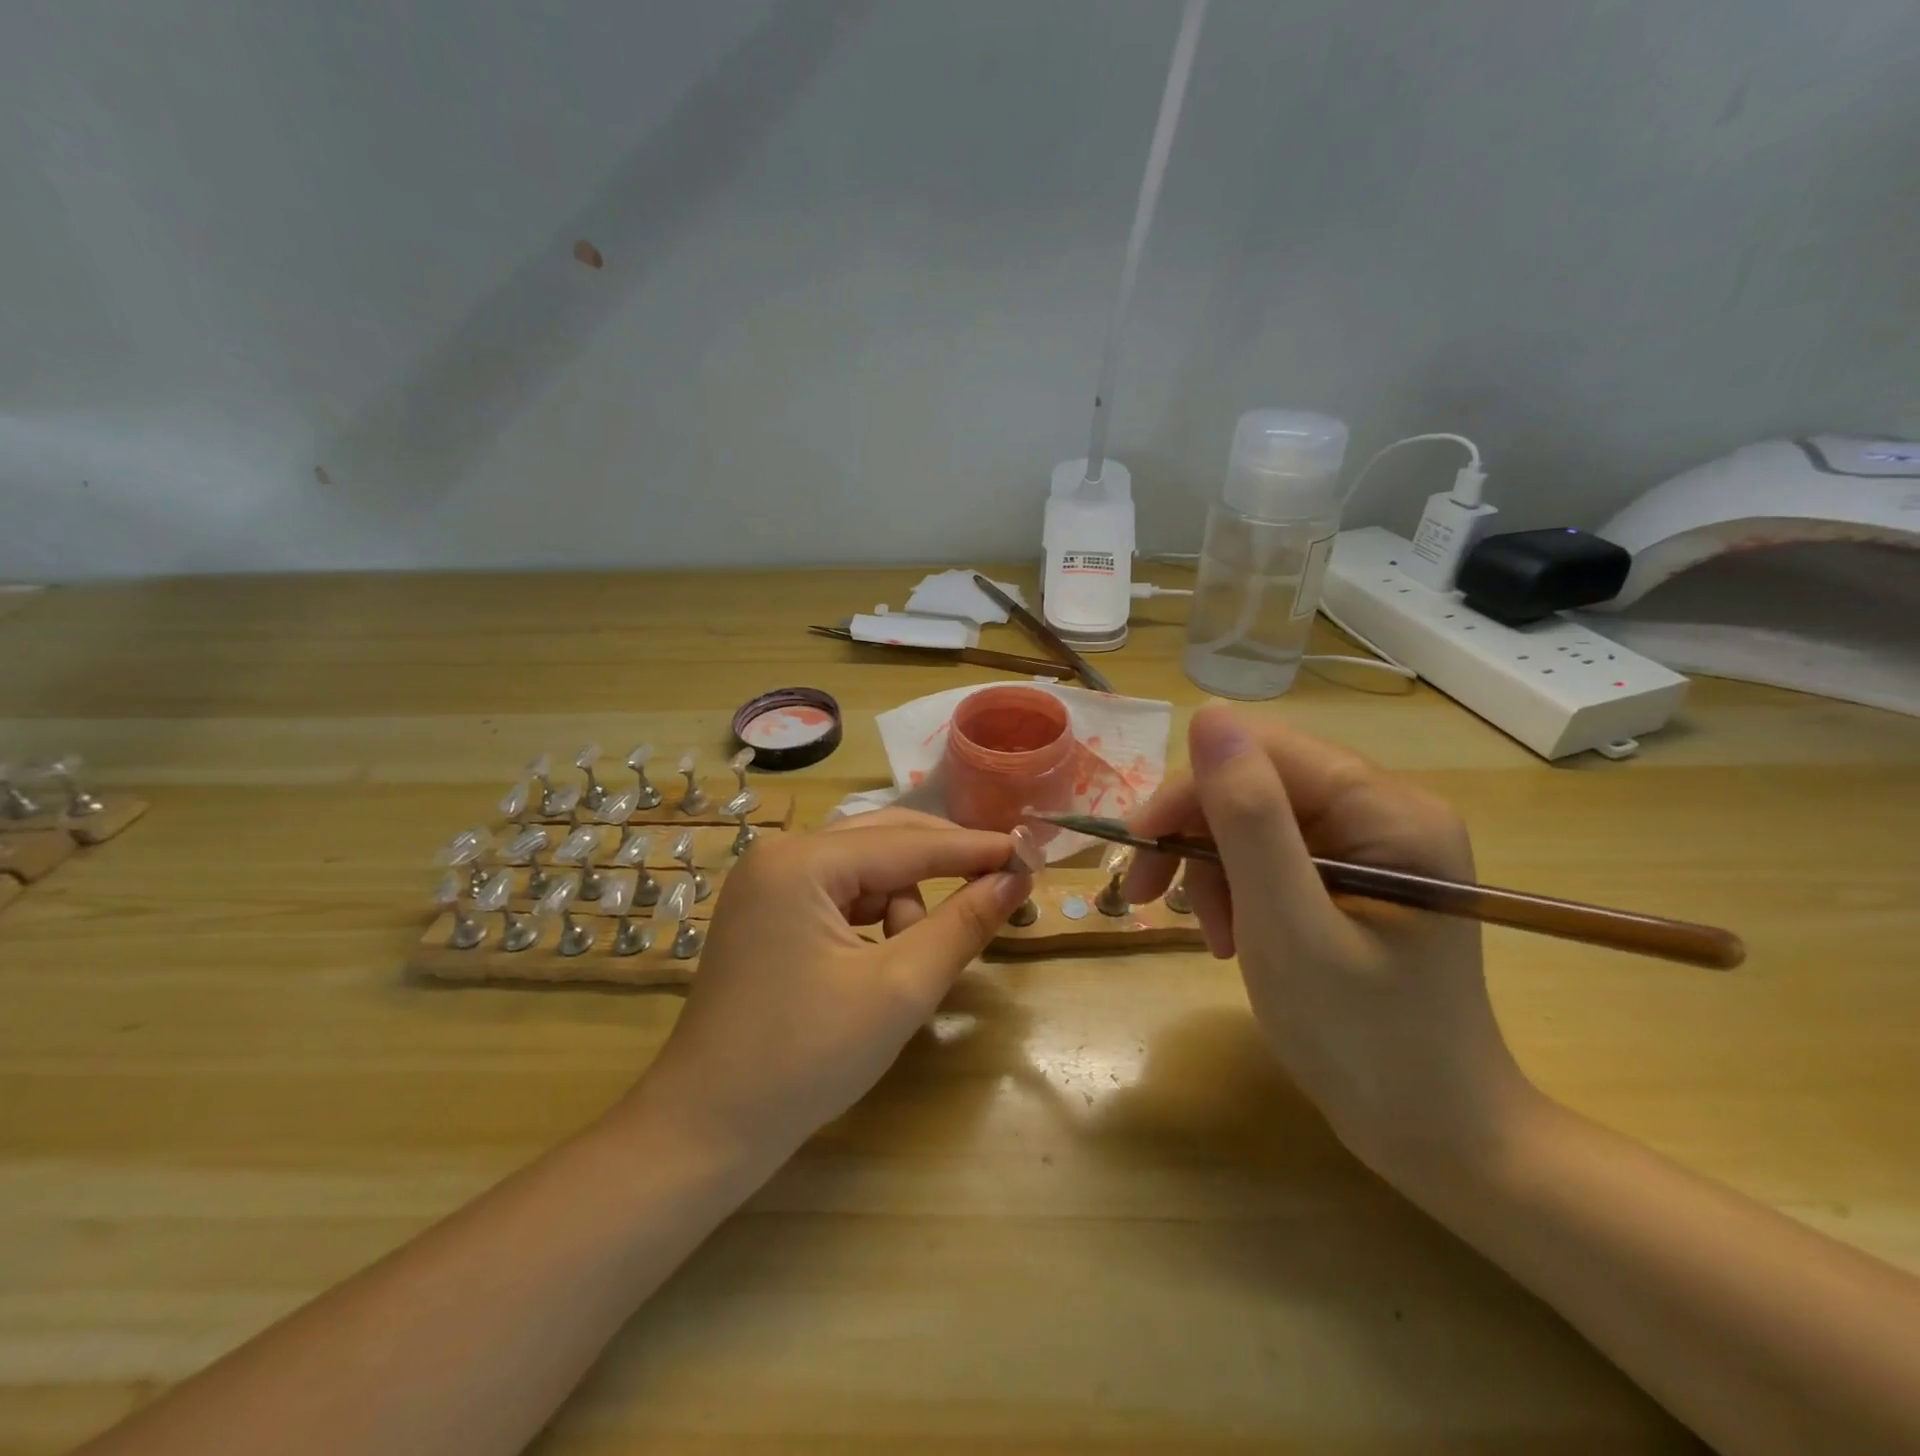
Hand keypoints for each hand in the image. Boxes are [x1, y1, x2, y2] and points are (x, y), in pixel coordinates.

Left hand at [627, 810, 1031, 1164]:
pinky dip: (872, 919)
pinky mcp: (765, 912)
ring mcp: (766, 883)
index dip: (975, 848)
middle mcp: (779, 854)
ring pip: (863, 870)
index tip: (1030, 851)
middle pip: (883, 842)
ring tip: (907, 966)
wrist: (707, 1131)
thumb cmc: (807, 1059)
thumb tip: (1016, 878)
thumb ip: (963, 924)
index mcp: (802, 862)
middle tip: (999, 888)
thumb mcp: (900, 989)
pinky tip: (877, 963)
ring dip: (902, 905)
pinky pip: (838, 895)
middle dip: (941, 869)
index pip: (909, 843)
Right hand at [1122, 705, 1533, 1174]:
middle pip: (1255, 785)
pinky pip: (1270, 857)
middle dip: (1195, 839)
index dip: (1189, 791)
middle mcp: (1384, 812)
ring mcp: (1370, 846)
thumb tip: (1209, 714)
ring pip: (1252, 821)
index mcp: (1388, 810)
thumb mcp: (1288, 926)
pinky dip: (1236, 892)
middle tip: (1145, 896)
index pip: (1262, 752)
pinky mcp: (1352, 878)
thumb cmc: (1362, 1039)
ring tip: (1214, 937)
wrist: (1434, 1136)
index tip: (1138, 851)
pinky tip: (1233, 938)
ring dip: (1211, 872)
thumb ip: (1249, 818)